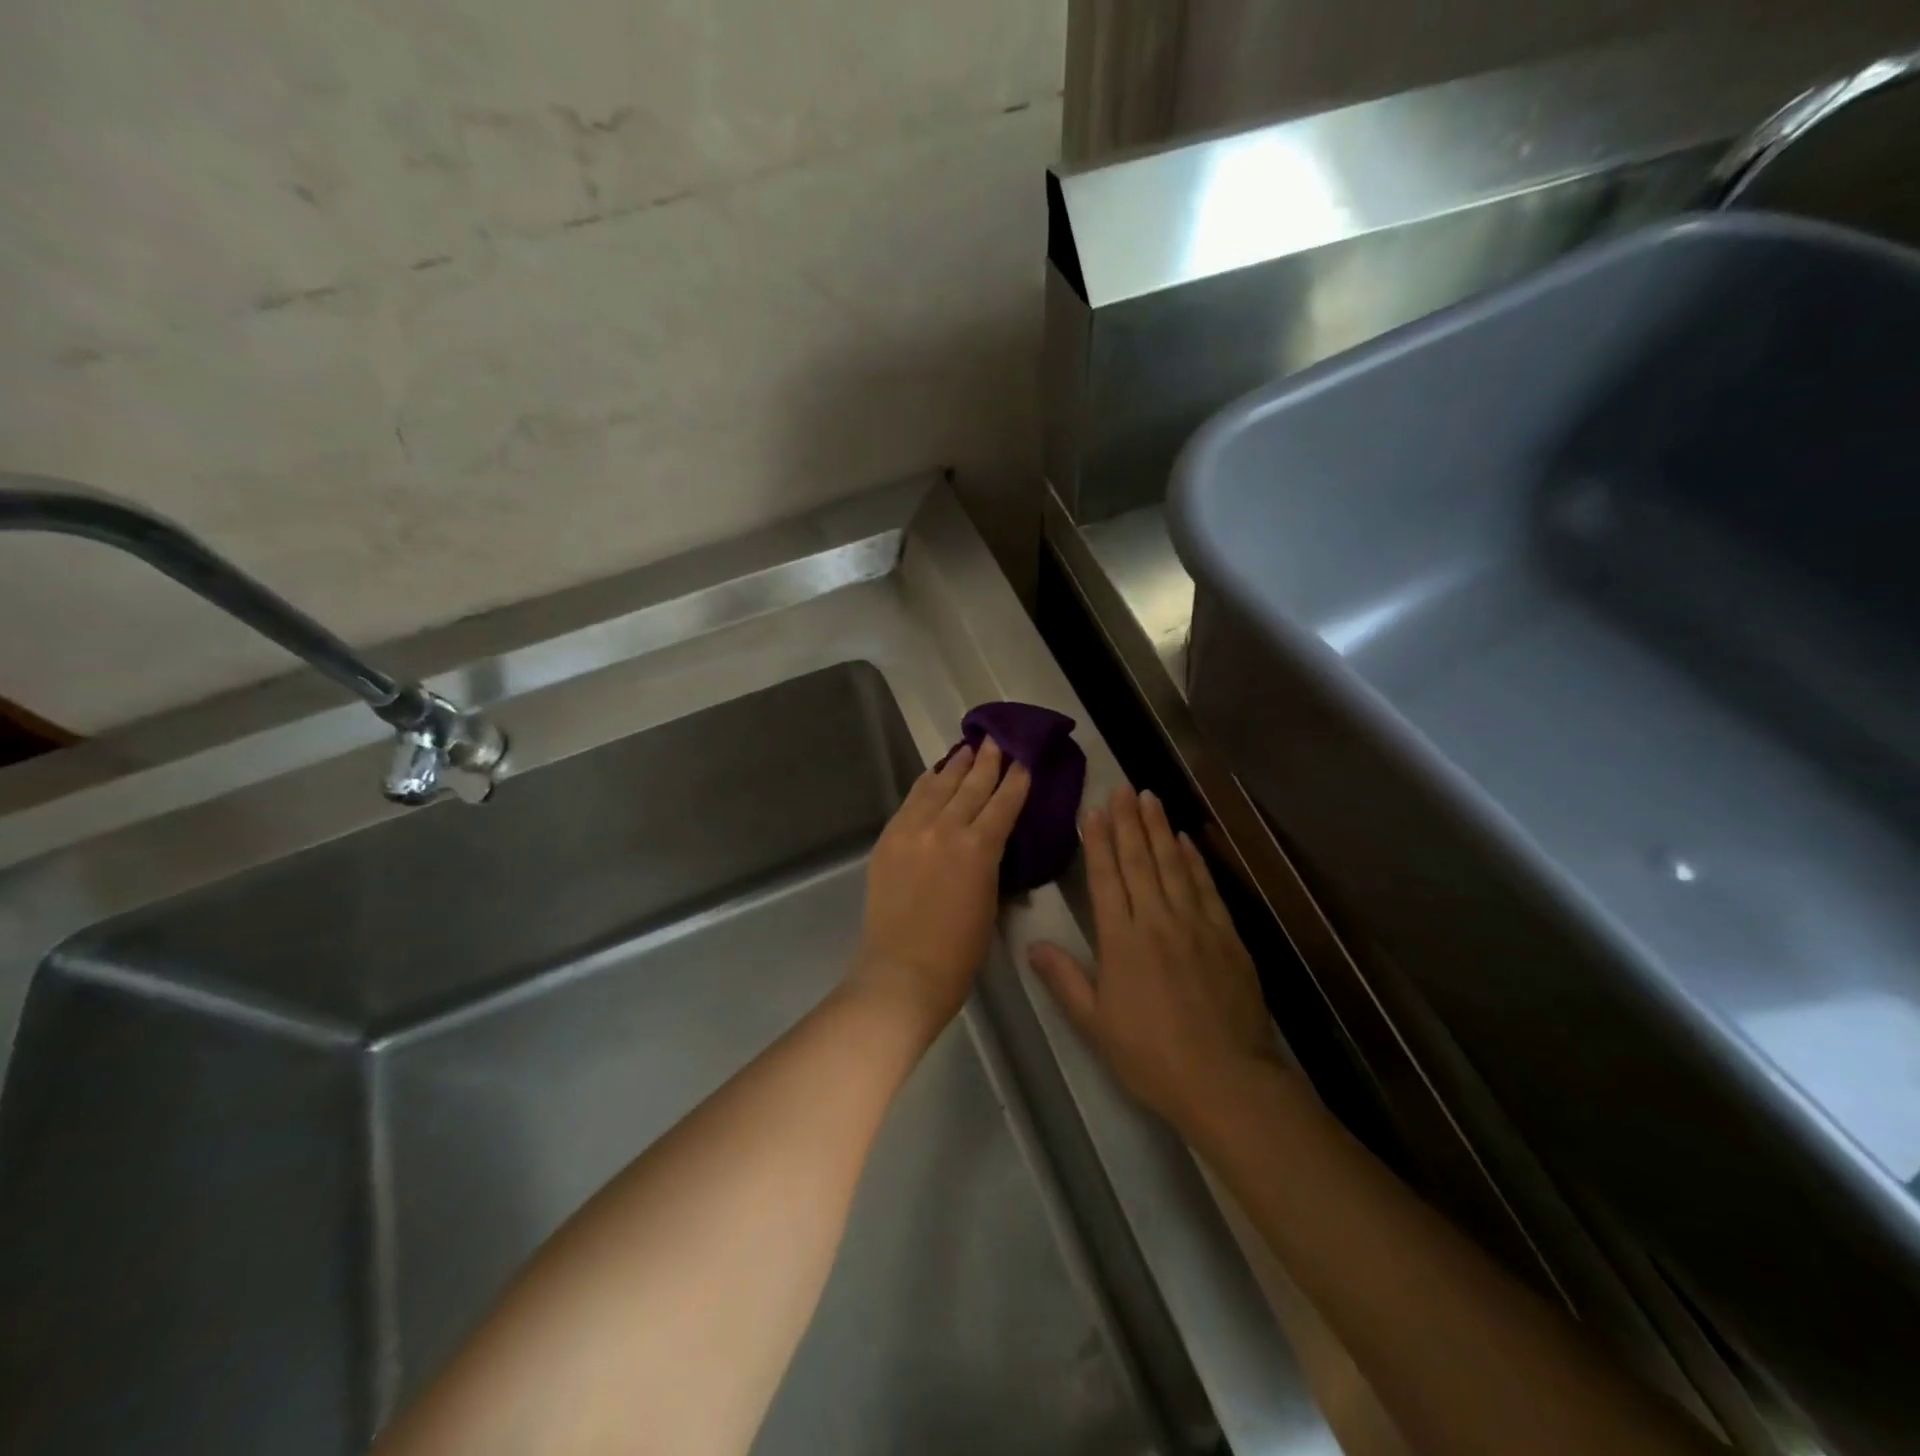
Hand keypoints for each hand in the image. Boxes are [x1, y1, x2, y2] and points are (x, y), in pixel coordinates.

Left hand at [849, 740, 1030, 1042]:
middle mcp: (945, 829)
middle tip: (996, 739)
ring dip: (955, 766)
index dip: (1016, 781)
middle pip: (970, 786)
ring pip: (938, 787)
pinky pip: (910, 802)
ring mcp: (912, 831)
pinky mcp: (888, 839)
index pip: (1003, 804)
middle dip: (987, 761)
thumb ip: (990, 865)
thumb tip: (990, 843)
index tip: (1024, 760)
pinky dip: (925, 784)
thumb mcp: (990, 903)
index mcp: (978, 849)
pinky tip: (933, 774)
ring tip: (967, 747)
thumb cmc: (958, 952)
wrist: (902, 972)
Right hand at [1029, 787, 1279, 1134]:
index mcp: (1122, 941)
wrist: (1227, 1080)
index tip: (1092, 811)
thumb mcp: (1096, 1025)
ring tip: (1150, 798)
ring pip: (1173, 865)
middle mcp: (1157, 921)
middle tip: (1122, 788)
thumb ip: (1065, 980)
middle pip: (1139, 861)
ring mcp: (1195, 925)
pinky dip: (1194, 860)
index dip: (1097, 842)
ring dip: (1159, 829)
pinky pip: (1206, 887)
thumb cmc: (1152, 1057)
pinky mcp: (1226, 936)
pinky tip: (1186, 841)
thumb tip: (1033, 944)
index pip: (1106, 879)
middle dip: (1128, 822)